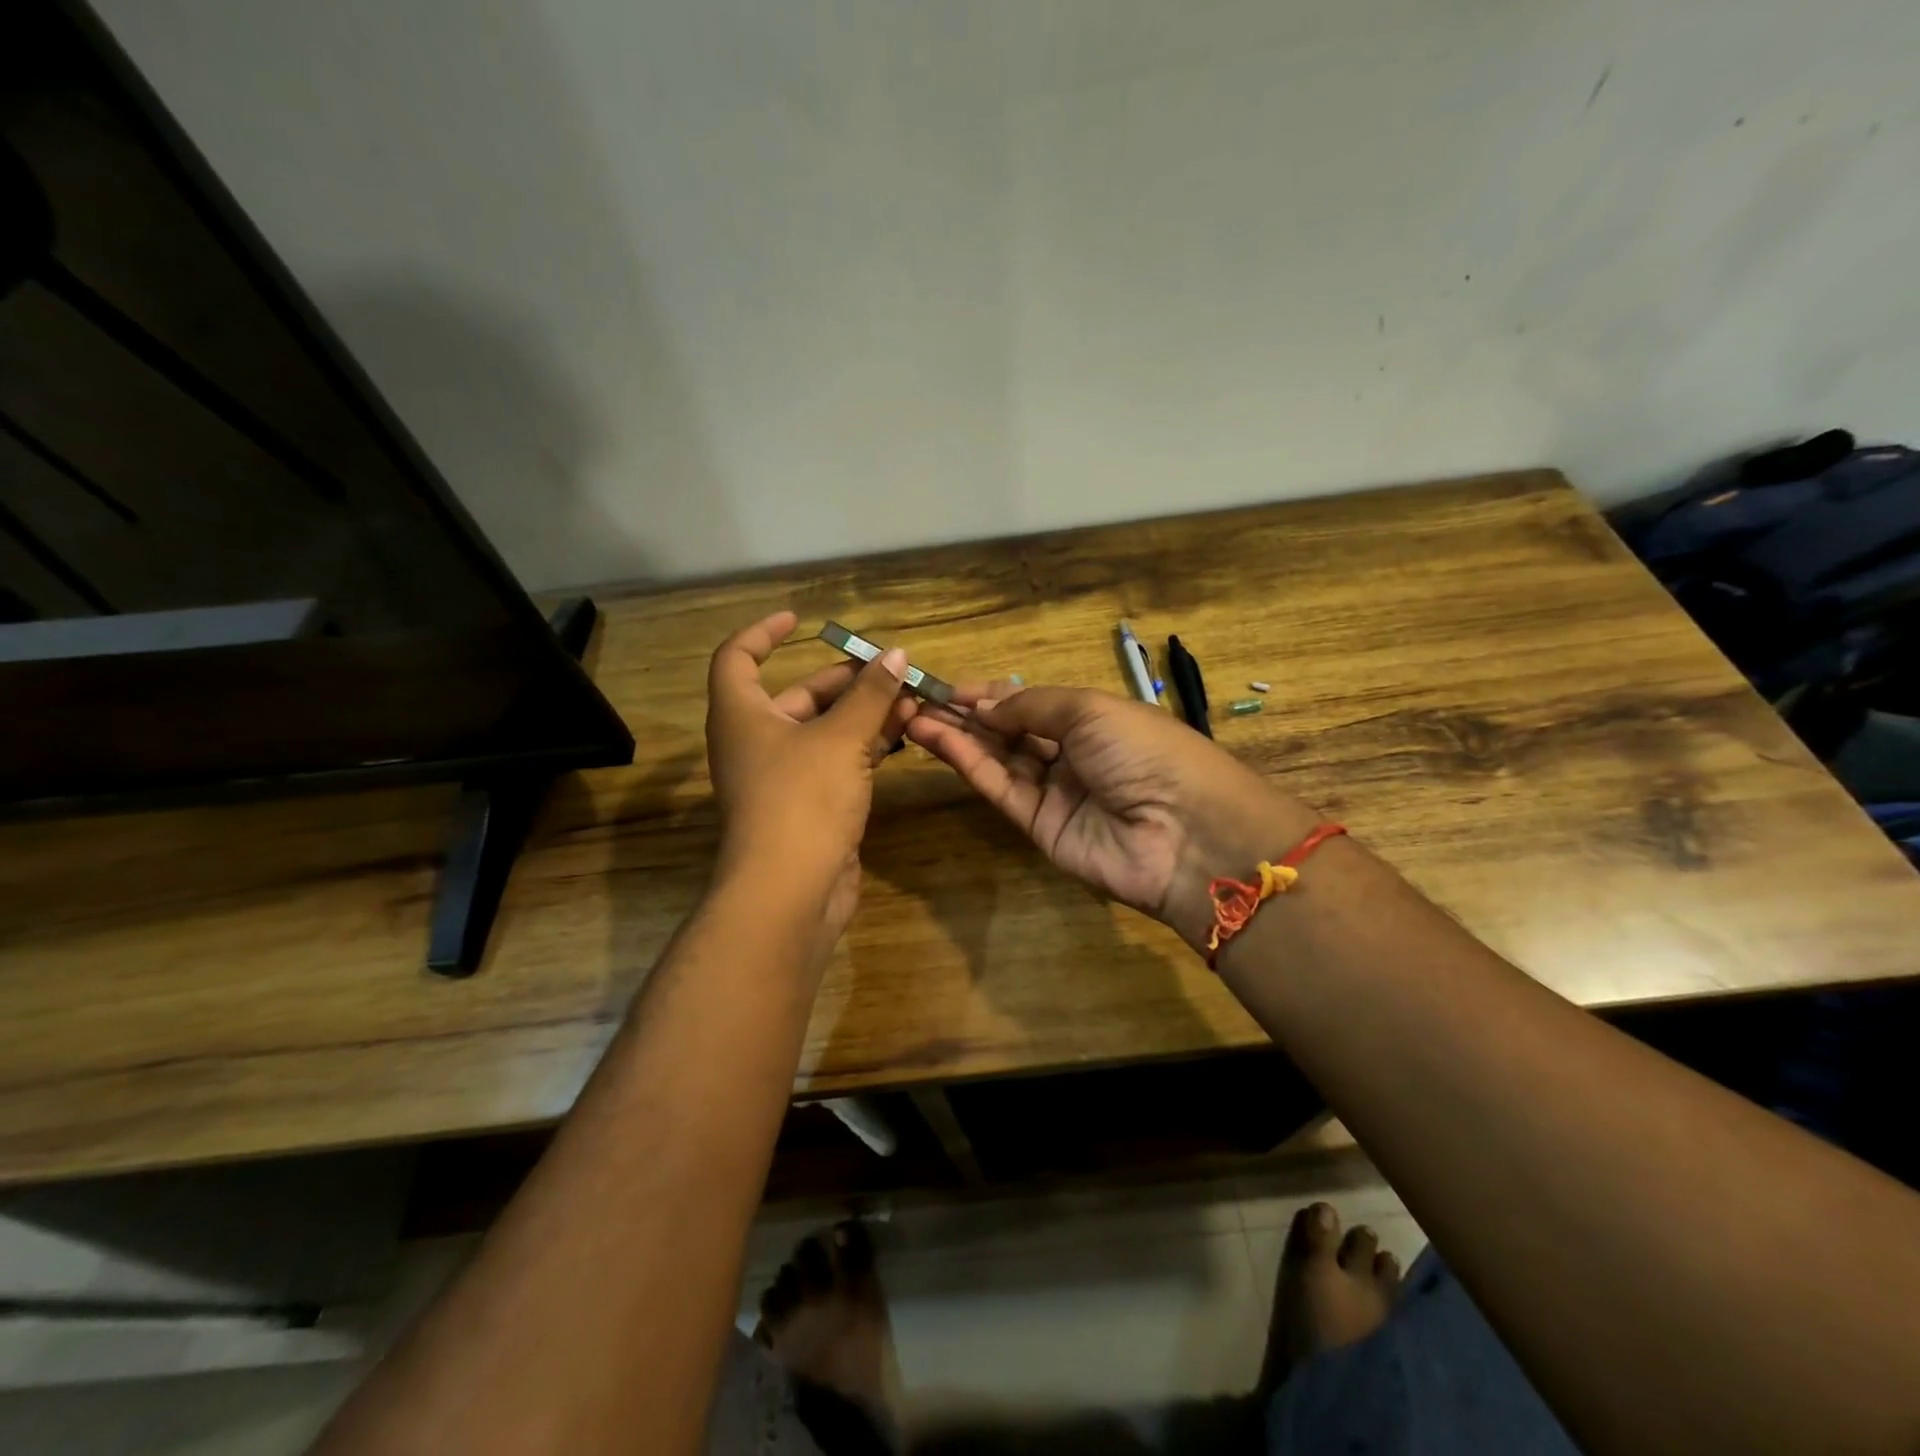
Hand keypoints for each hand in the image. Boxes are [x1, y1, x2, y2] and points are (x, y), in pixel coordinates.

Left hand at [706, 611, 917, 952]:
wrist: (789, 893)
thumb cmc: (802, 800)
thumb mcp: (841, 739)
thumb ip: (871, 695)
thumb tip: (897, 654)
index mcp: (743, 715)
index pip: (738, 658)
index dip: (764, 634)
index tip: (800, 621)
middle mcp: (757, 742)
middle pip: (798, 695)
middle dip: (846, 680)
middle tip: (892, 671)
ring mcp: (783, 778)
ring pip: (824, 731)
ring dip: (864, 714)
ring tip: (910, 701)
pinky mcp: (809, 806)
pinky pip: (836, 763)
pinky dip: (865, 747)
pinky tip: (903, 739)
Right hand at [905, 684, 1318, 952]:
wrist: (1183, 832)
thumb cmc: (1144, 751)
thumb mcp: (1089, 710)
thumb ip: (1030, 705)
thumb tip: (984, 705)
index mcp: (1092, 720)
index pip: (1030, 703)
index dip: (991, 694)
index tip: (947, 687)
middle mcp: (1071, 754)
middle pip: (1009, 731)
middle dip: (966, 715)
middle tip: (918, 700)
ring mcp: (1054, 792)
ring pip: (997, 759)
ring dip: (957, 737)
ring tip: (913, 716)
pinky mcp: (1038, 826)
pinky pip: (1000, 787)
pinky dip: (968, 764)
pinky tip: (938, 740)